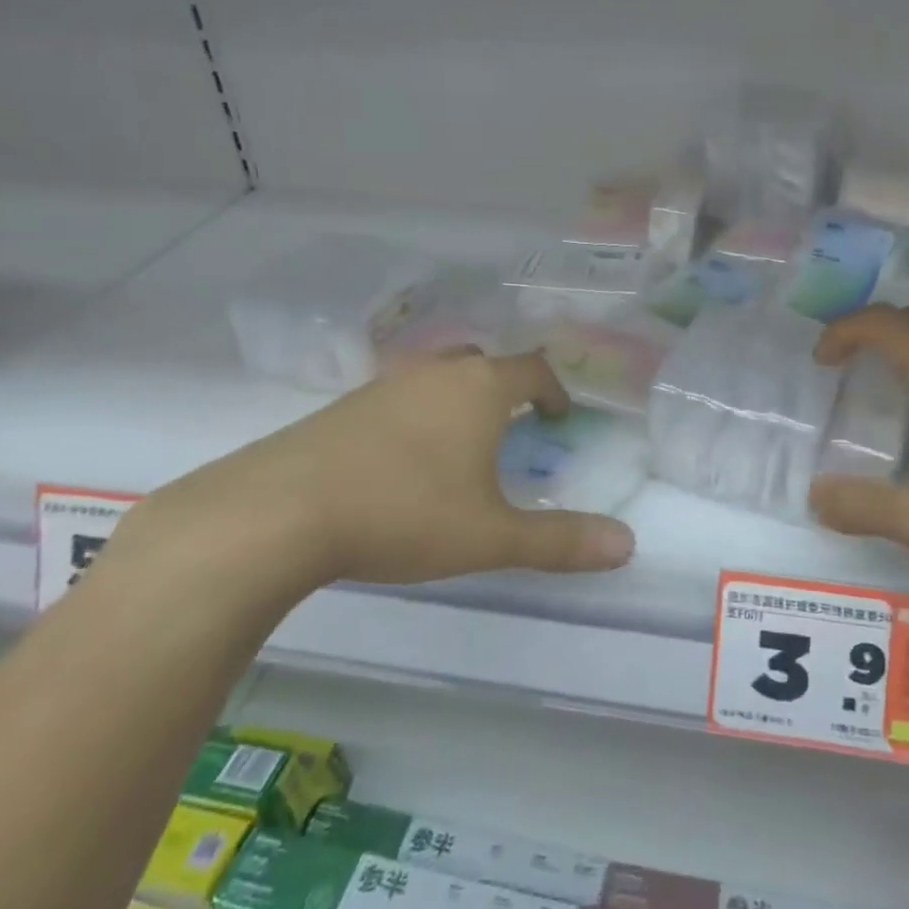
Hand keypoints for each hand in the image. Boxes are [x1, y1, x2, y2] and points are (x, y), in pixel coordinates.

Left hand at [125, 350, 636, 590]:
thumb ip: (560, 541)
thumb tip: (628, 544)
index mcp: (480, 389)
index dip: (555, 390)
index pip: (533, 370)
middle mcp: (435, 374)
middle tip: (514, 423)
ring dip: (457, 399)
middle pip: (483, 363)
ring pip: (436, 377)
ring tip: (460, 442)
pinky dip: (415, 415)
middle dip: (505, 387)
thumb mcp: (491, 536)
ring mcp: (383, 386)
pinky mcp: (342, 408)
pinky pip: (397, 398)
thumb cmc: (405, 513)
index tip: (560, 417)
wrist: (280, 512)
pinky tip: (401, 459)